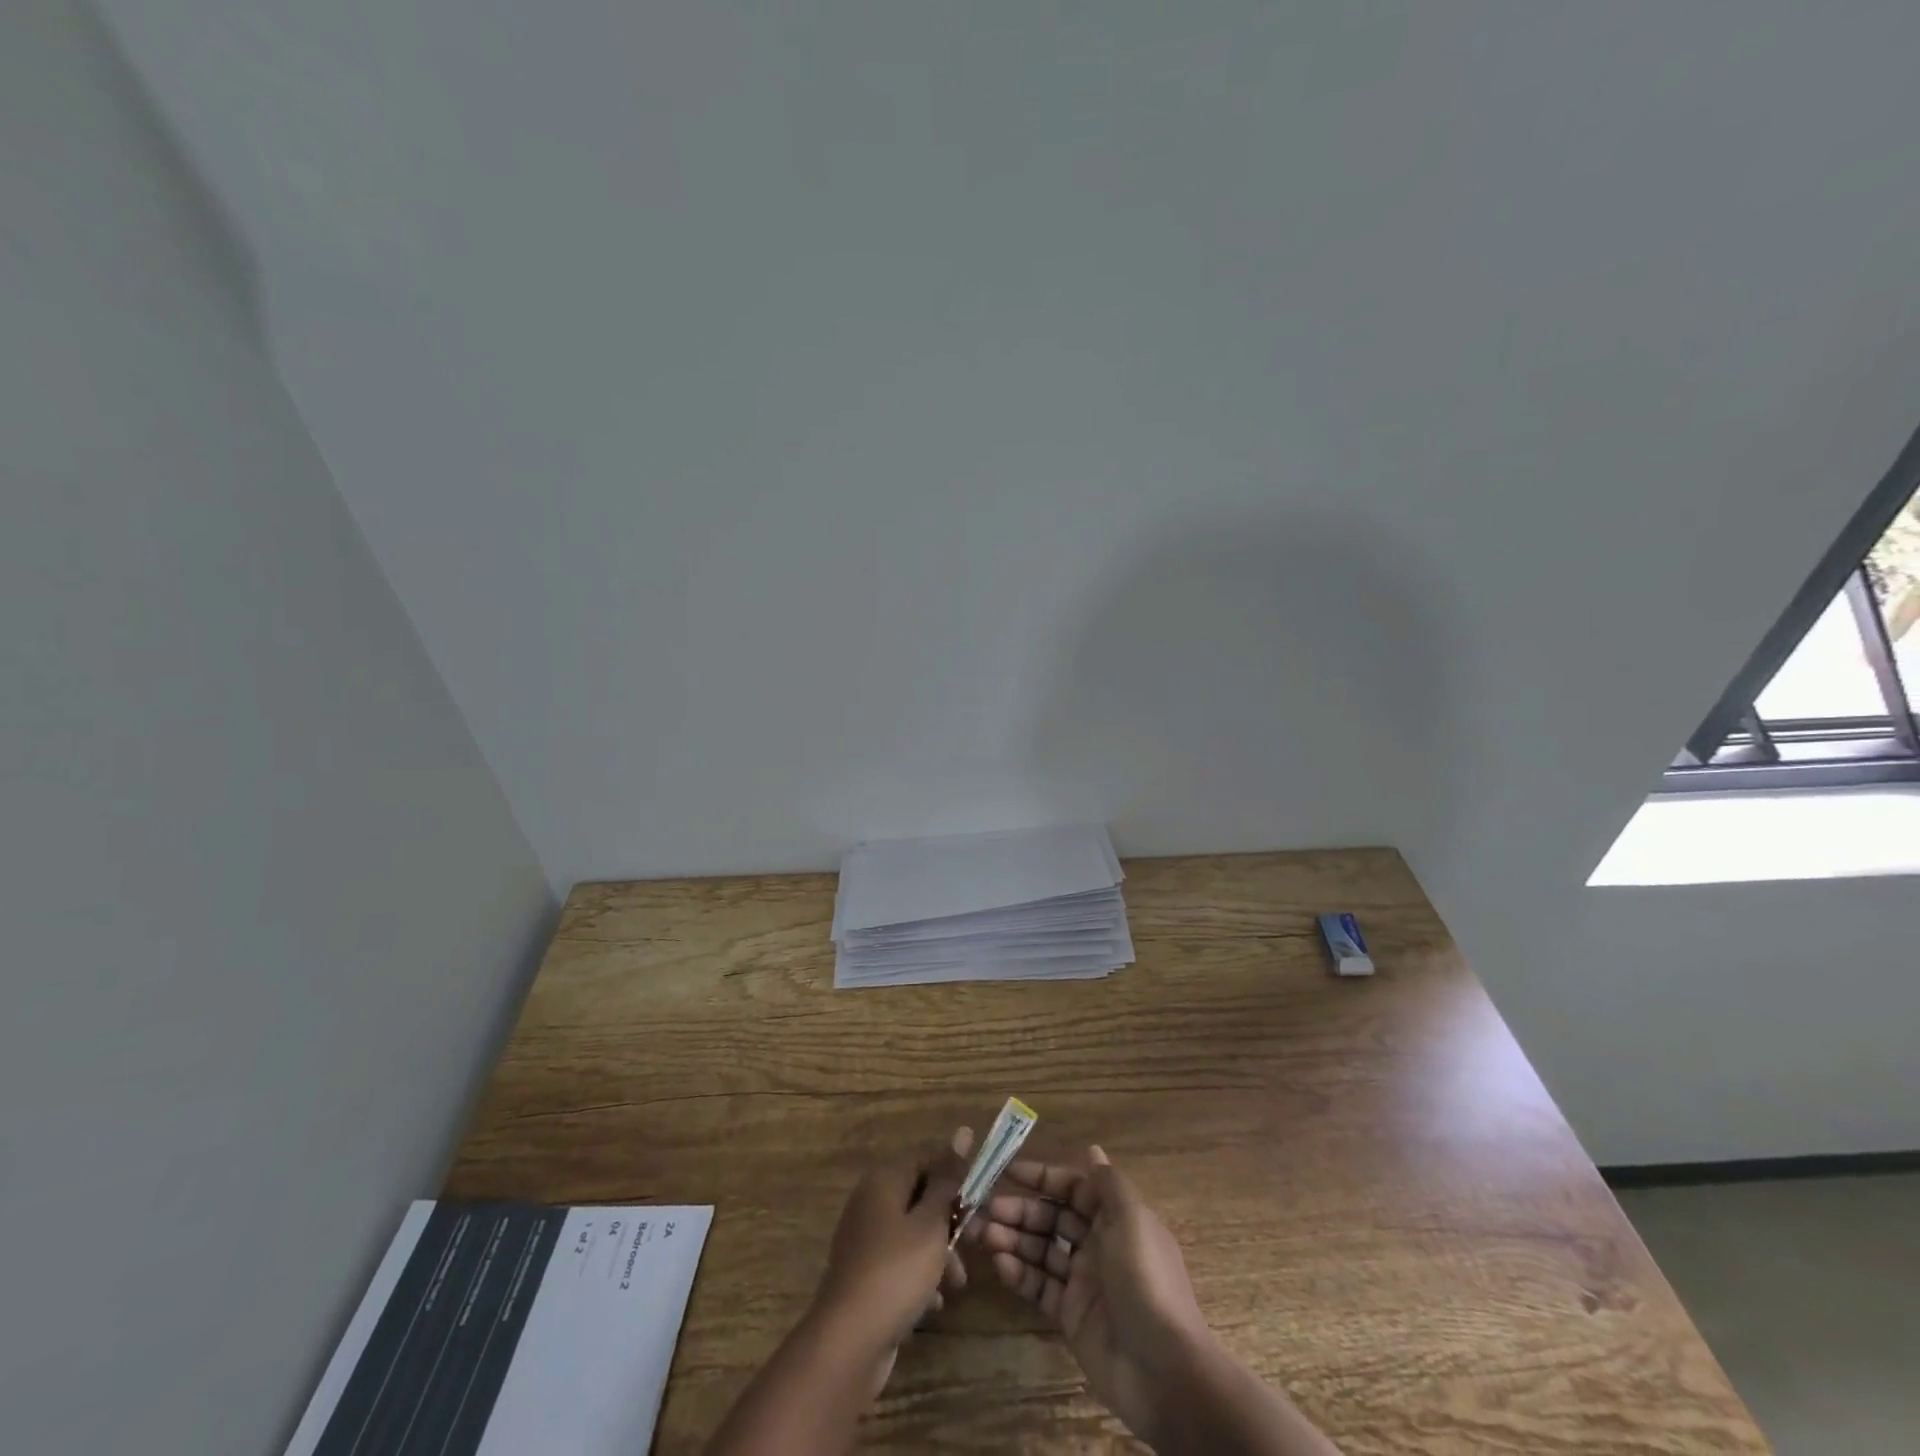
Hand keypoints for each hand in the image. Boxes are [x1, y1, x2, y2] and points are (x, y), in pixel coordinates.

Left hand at [813, 1128, 974, 1357]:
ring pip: (911, 1234)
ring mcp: (863, 1239)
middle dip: (949, 1224)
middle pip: (919, 1198)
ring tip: (956, 1285)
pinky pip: (898, 1263)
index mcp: (884, 1180)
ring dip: (938, 1255)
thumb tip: (962, 1131)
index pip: (926, 1160)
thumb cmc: (897, 1271)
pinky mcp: (862, 1274)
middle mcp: (870, 1201)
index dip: (954, 1177)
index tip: (979, 1201)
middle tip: (973, 1246)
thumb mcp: (931, 1223)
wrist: (848, 1342)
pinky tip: (933, 1305)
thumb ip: (947, 1180)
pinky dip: (918, 1278)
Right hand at [970, 1146, 1213, 1444]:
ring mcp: (1083, 1281)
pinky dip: (1019, 1273)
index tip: (1009, 1170)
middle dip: (1020, 1210)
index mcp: (1115, 1218)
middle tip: (986, 1209)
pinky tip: (1000, 1264)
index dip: (1043, 1177)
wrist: (1164, 1371)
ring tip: (983, 1234)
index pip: (1073, 1187)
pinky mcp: (1071, 1315)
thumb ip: (1108, 1184)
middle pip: (1052, 1218)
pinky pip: (1039, 1286)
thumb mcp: (1132, 1221)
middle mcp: (1098, 1244)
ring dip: (1013, 1239)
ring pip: (1041, 1250)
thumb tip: (1093, 1150)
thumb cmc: (1146, 1281)